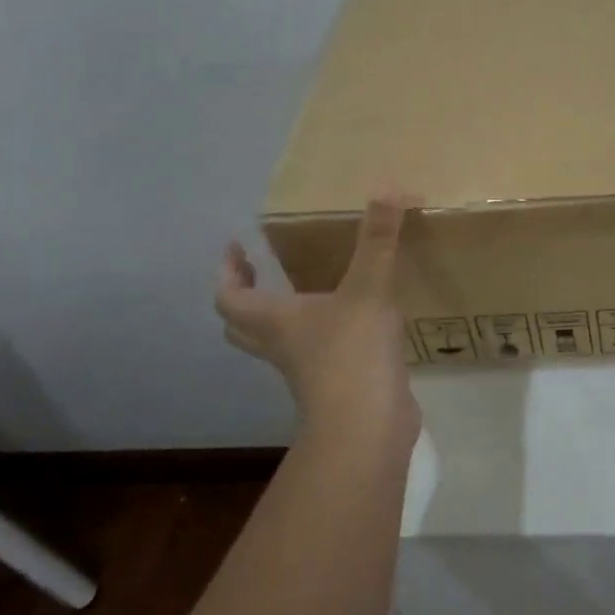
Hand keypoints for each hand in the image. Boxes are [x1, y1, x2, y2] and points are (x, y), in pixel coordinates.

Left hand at [216, 194, 418, 450]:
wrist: (367, 429)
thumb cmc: (352, 353)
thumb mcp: (368, 286)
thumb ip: (378, 238)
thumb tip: (386, 185)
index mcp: (276, 321)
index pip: (230, 298)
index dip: (227, 272)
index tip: (235, 246)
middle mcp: (283, 345)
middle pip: (243, 326)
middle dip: (245, 297)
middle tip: (259, 270)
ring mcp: (308, 370)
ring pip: (279, 342)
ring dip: (281, 317)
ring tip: (308, 289)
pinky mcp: (336, 386)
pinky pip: (317, 355)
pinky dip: (323, 335)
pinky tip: (355, 319)